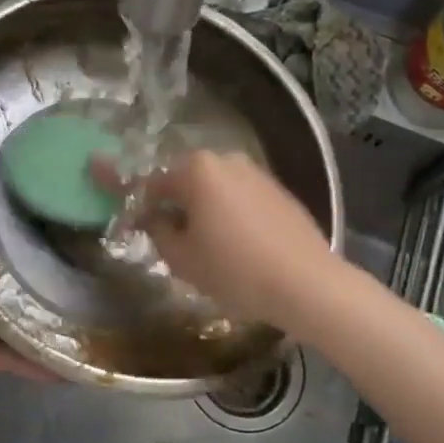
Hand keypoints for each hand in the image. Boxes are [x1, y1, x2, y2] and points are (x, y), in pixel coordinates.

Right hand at [100, 151, 338, 326]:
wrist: (307, 283)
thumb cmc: (235, 270)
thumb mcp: (182, 258)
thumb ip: (158, 231)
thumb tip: (154, 219)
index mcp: (197, 169)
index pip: (153, 184)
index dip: (140, 209)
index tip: (137, 232)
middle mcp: (226, 159)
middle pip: (186, 182)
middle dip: (176, 206)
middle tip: (173, 242)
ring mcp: (257, 172)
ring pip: (215, 189)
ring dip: (204, 210)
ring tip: (206, 247)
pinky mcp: (279, 190)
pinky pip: (241, 198)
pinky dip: (231, 214)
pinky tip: (237, 245)